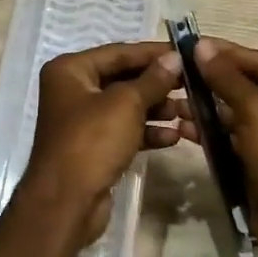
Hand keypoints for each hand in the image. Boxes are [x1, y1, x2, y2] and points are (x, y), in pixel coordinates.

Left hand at [21, 42, 184, 250]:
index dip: (153, 53)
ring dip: (156, 109)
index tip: (185, 53)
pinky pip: (124, 131)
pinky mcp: (93, 148)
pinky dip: (146, 132)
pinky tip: (173, 137)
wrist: (65, 204)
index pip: (119, 52)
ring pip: (126, 106)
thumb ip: (153, 79)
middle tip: (192, 84)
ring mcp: (82, 121)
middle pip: (123, 78)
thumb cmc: (92, 141)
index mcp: (71, 70)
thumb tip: (174, 58)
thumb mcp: (126, 104)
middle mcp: (73, 90)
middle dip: (157, 84)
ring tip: (187, 112)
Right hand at [192, 38, 257, 256]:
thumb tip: (203, 46)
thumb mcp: (257, 113)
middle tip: (179, 71)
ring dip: (209, 106)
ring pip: (239, 111)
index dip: (227, 53)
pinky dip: (213, 130)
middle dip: (214, 80)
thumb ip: (228, 78)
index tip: (192, 44)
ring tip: (175, 100)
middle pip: (250, 85)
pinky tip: (184, 126)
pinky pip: (235, 135)